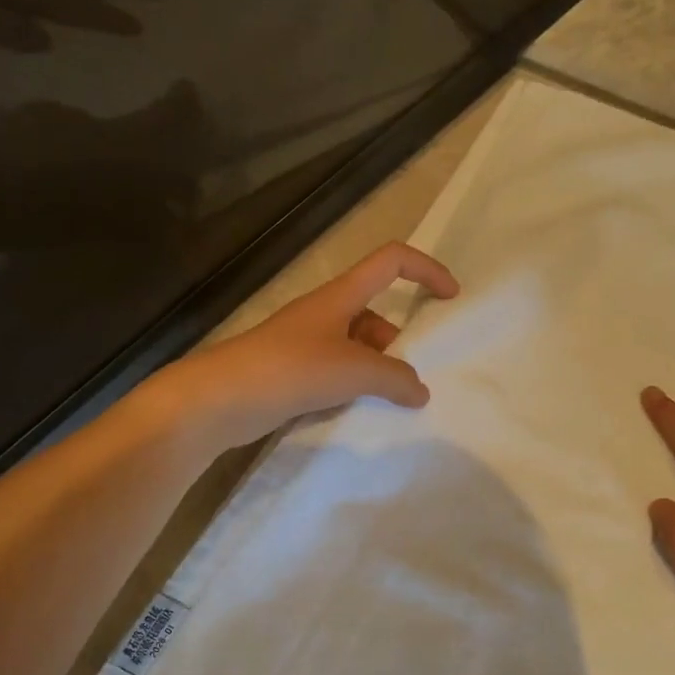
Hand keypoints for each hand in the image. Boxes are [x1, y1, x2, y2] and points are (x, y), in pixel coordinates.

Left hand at [168, 242, 458, 448]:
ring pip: (357, 347)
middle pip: (376, 311)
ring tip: (392, 402)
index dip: (426, 270)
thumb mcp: (355, 369)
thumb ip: (396, 378)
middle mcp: (325, 313)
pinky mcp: (293, 373)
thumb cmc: (292, 368)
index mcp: (341, 295)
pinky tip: (361, 412)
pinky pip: (337, 372)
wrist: (222, 398)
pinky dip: (355, 387)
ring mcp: (307, 344)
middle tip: (414, 376)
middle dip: (401, 340)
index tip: (452, 297)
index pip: (391, 262)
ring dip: (378, 369)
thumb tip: (420, 391)